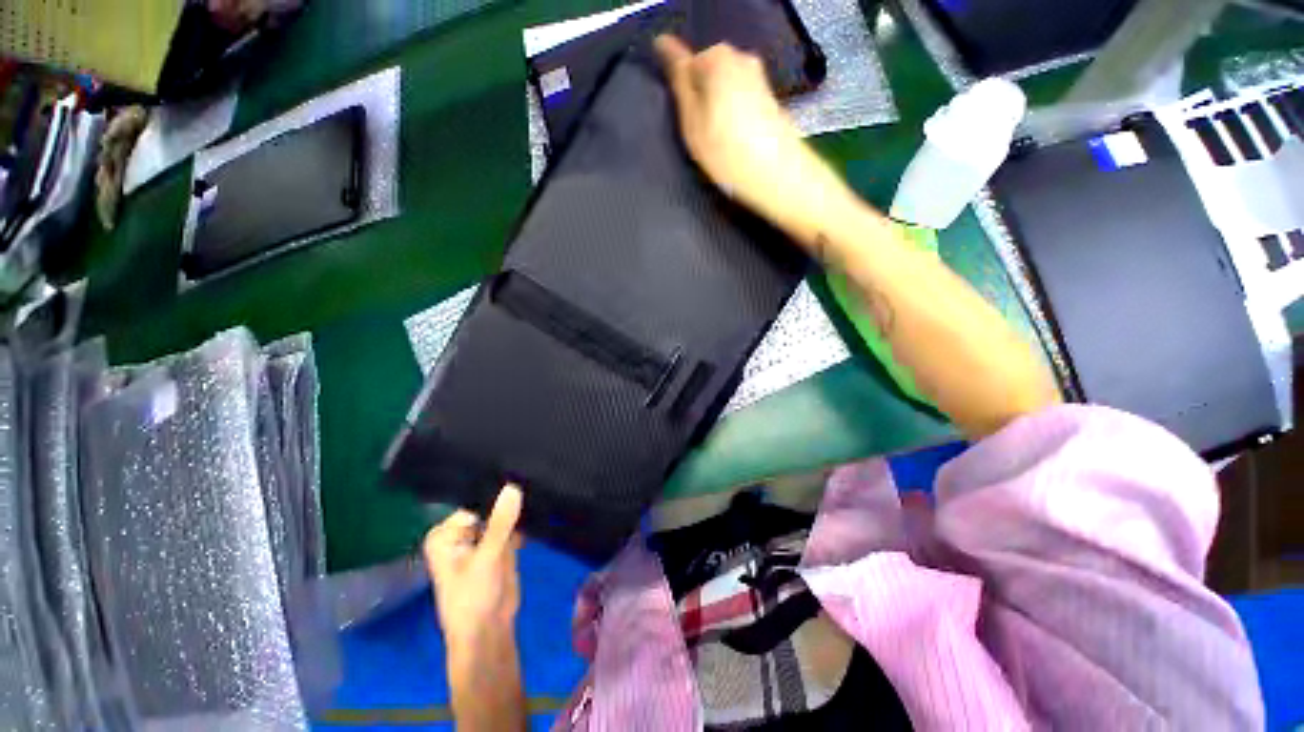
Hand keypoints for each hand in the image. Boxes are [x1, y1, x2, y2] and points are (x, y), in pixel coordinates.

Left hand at [424, 484, 522, 655]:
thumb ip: (500, 522)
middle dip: (509, 498)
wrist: (488, 633)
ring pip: (503, 513)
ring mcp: (481, 538)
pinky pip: (513, 524)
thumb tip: (513, 486)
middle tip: (532, 479)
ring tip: (537, 489)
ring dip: (519, 508)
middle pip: (489, 506)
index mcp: (445, 534)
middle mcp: (460, 533)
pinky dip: (524, 520)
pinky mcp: (499, 545)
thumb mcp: (487, 558)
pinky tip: (539, 507)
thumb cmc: (473, 599)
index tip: (520, 477)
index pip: (474, 502)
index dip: (497, 492)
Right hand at [654, 35, 853, 248]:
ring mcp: (759, 78)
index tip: (684, 123)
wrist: (777, 175)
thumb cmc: (727, 152)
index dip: (682, 95)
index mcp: (717, 57)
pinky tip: (735, 142)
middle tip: (699, 137)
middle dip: (700, 99)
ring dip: (717, 110)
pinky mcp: (770, 99)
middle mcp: (741, 58)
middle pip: (708, 75)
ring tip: (718, 144)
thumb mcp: (691, 121)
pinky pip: (740, 102)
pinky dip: (734, 118)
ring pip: (725, 89)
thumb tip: (663, 43)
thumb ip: (678, 81)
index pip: (686, 64)